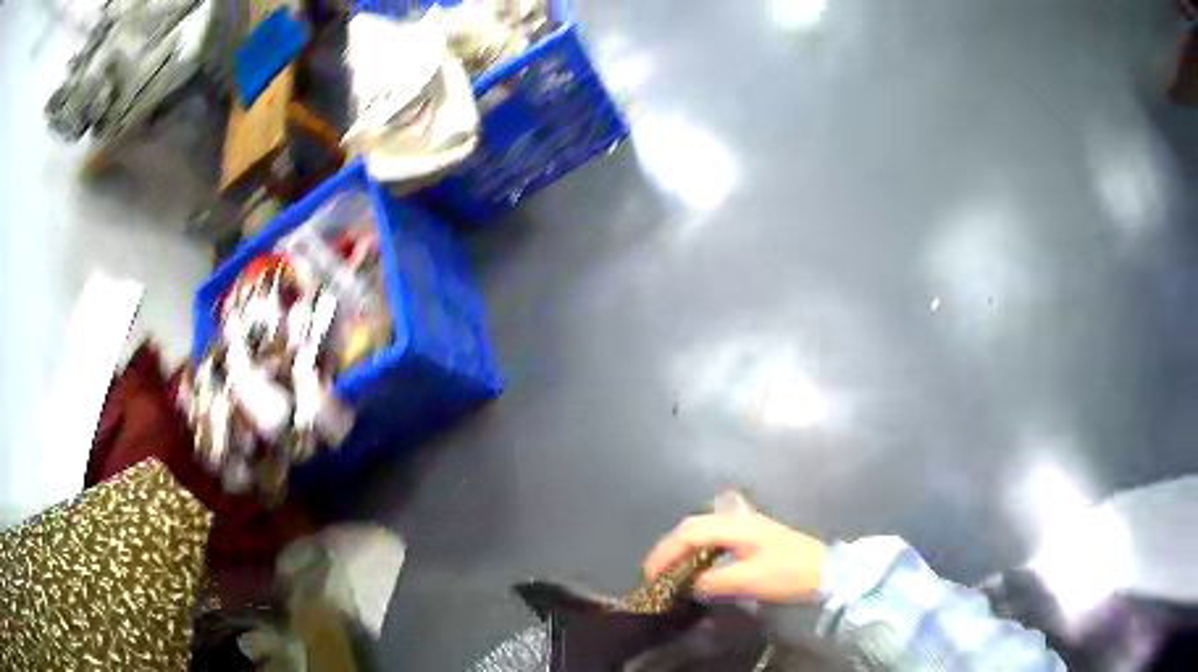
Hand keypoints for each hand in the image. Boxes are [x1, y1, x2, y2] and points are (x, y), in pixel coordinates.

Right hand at [643, 512, 827, 603]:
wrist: (827, 571)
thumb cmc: (788, 574)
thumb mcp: (749, 581)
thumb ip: (713, 581)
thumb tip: (687, 584)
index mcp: (736, 526)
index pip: (689, 533)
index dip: (665, 552)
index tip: (650, 576)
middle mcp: (738, 520)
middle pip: (693, 526)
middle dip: (669, 548)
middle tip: (654, 573)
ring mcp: (748, 525)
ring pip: (703, 530)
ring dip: (682, 548)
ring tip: (670, 570)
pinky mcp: (754, 536)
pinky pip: (715, 537)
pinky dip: (699, 550)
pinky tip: (699, 565)